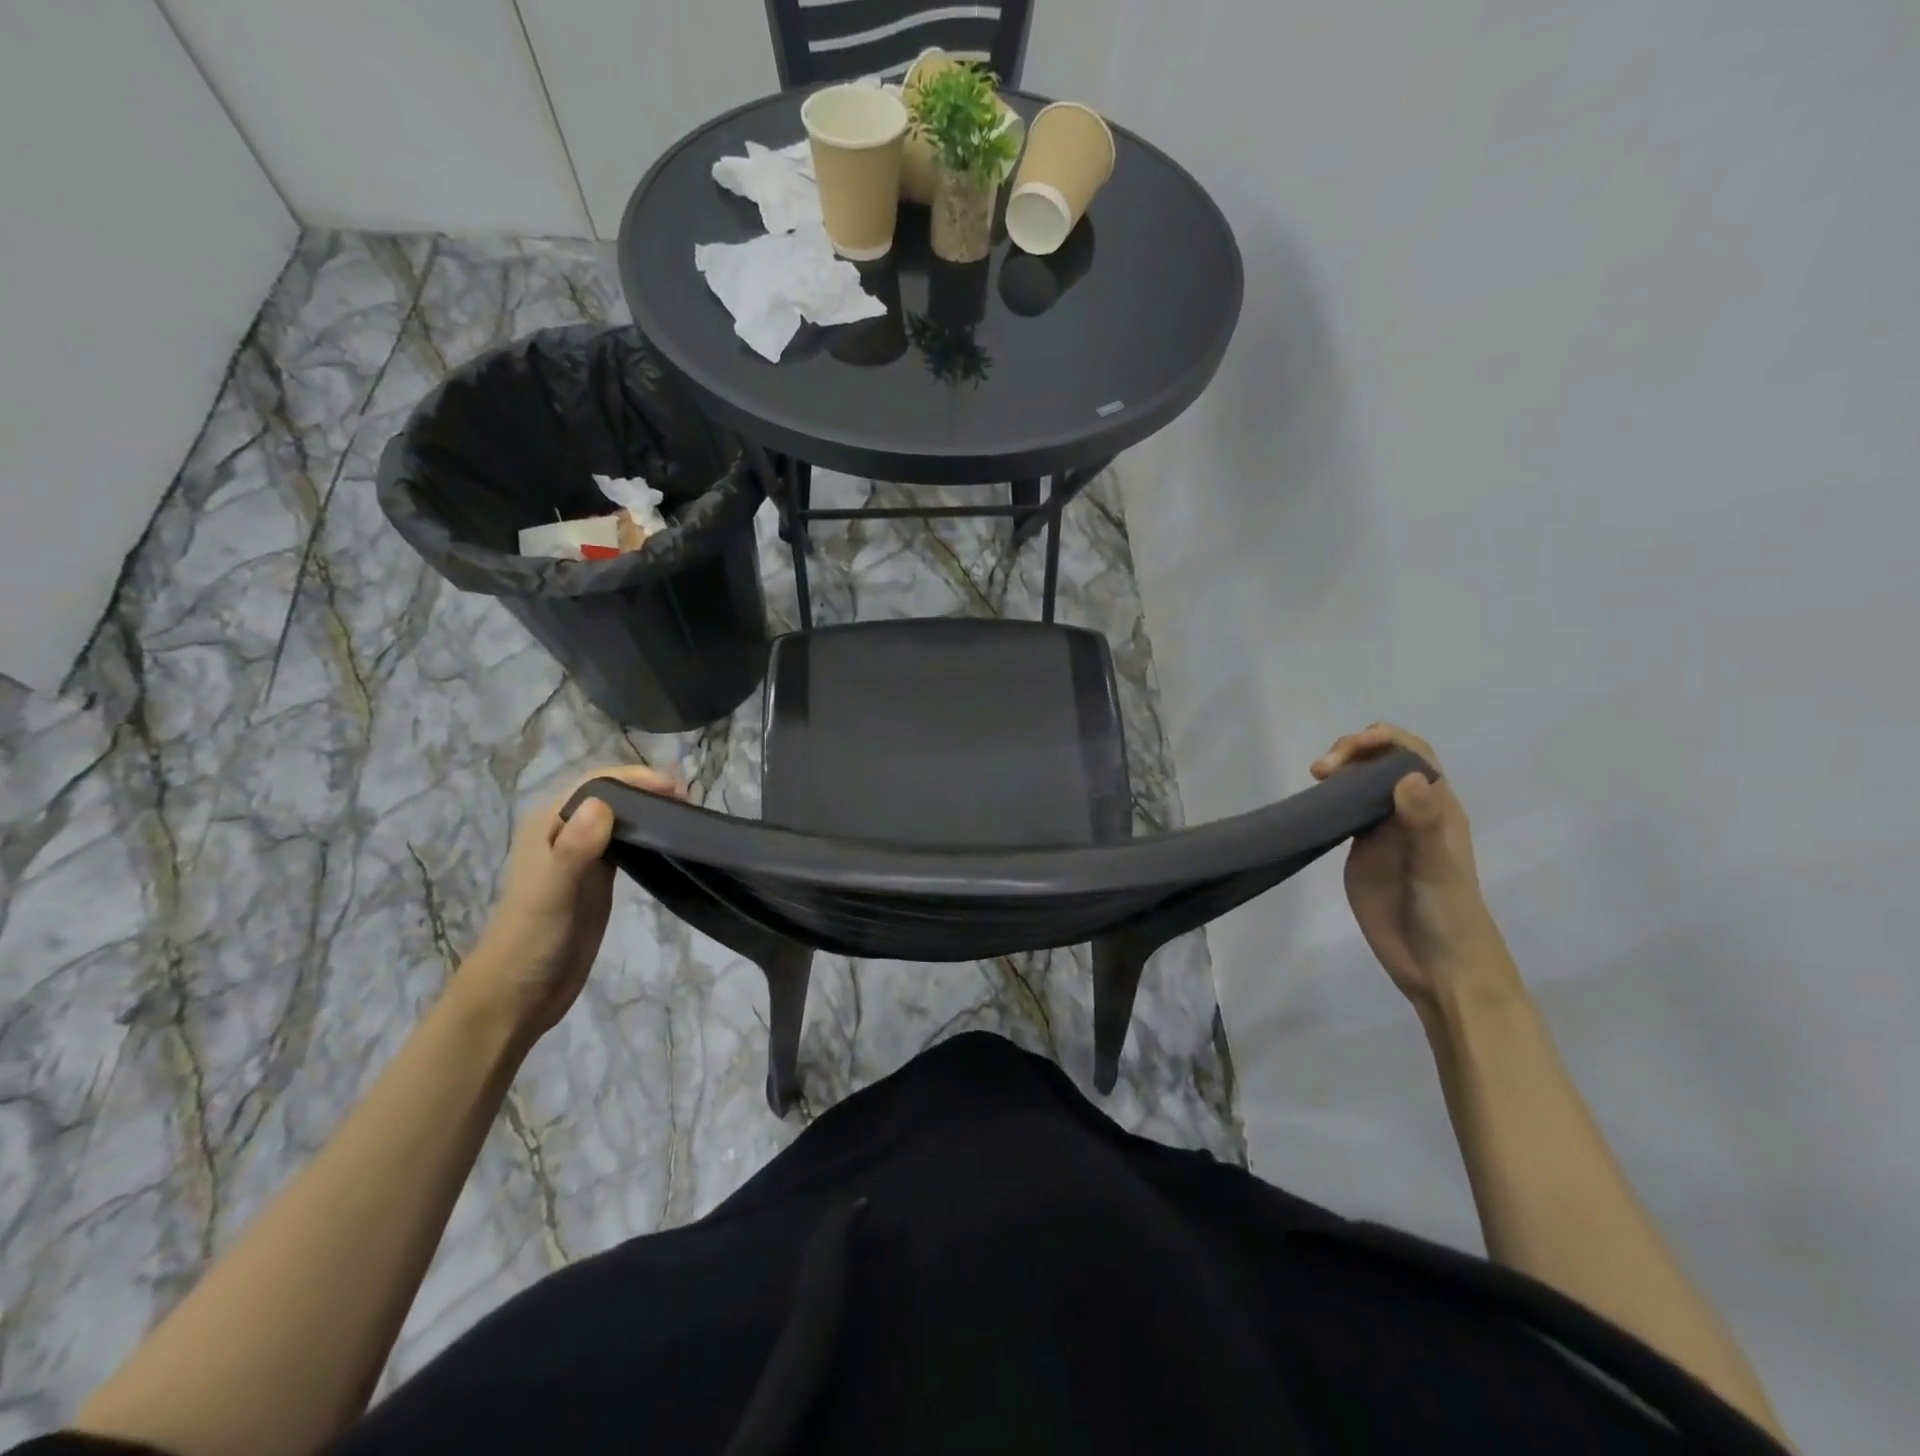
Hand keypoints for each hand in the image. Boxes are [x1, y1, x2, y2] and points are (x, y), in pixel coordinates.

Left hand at [456, 765, 682, 1041]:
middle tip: (688, 802)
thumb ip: (574, 848)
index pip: (596, 782)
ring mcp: (582, 855)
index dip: (635, 778)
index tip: (675, 789)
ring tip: (686, 815)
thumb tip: (602, 804)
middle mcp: (564, 831)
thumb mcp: (553, 892)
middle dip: (647, 789)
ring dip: (650, 809)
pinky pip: (625, 842)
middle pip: (611, 794)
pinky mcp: (597, 877)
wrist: (518, 995)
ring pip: (620, 816)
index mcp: (548, 824)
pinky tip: (669, 841)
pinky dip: (648, 834)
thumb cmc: (532, 940)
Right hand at [1312, 724, 1514, 1013]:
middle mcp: (1410, 811)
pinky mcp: (1362, 850)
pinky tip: (1312, 805)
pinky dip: (1328, 799)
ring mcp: (1385, 830)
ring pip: (1362, 783)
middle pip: (1382, 761)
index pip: (1411, 753)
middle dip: (1353, 751)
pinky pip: (1346, 811)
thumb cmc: (1446, 915)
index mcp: (1436, 807)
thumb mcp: (1436, 868)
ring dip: (1339, 771)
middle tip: (1322, 771)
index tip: (1348, 750)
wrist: (1437, 966)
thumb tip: (1406, 775)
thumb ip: (1422, 823)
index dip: (1382, 740)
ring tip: (1315, 780)